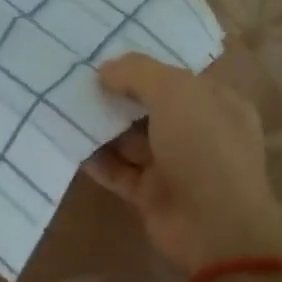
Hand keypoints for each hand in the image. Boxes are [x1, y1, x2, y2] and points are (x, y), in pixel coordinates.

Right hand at [87, 53, 281, 274]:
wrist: (217, 230)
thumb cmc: (204, 148)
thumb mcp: (175, 92)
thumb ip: (138, 72)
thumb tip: (105, 70)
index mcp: (216, 104)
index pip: (178, 76)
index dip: (145, 64)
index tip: (107, 51)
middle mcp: (198, 132)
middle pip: (150, 106)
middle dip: (118, 93)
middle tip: (77, 77)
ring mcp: (175, 166)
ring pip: (132, 138)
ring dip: (102, 124)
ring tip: (64, 105)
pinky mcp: (152, 194)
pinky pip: (119, 170)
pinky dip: (97, 158)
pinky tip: (68, 141)